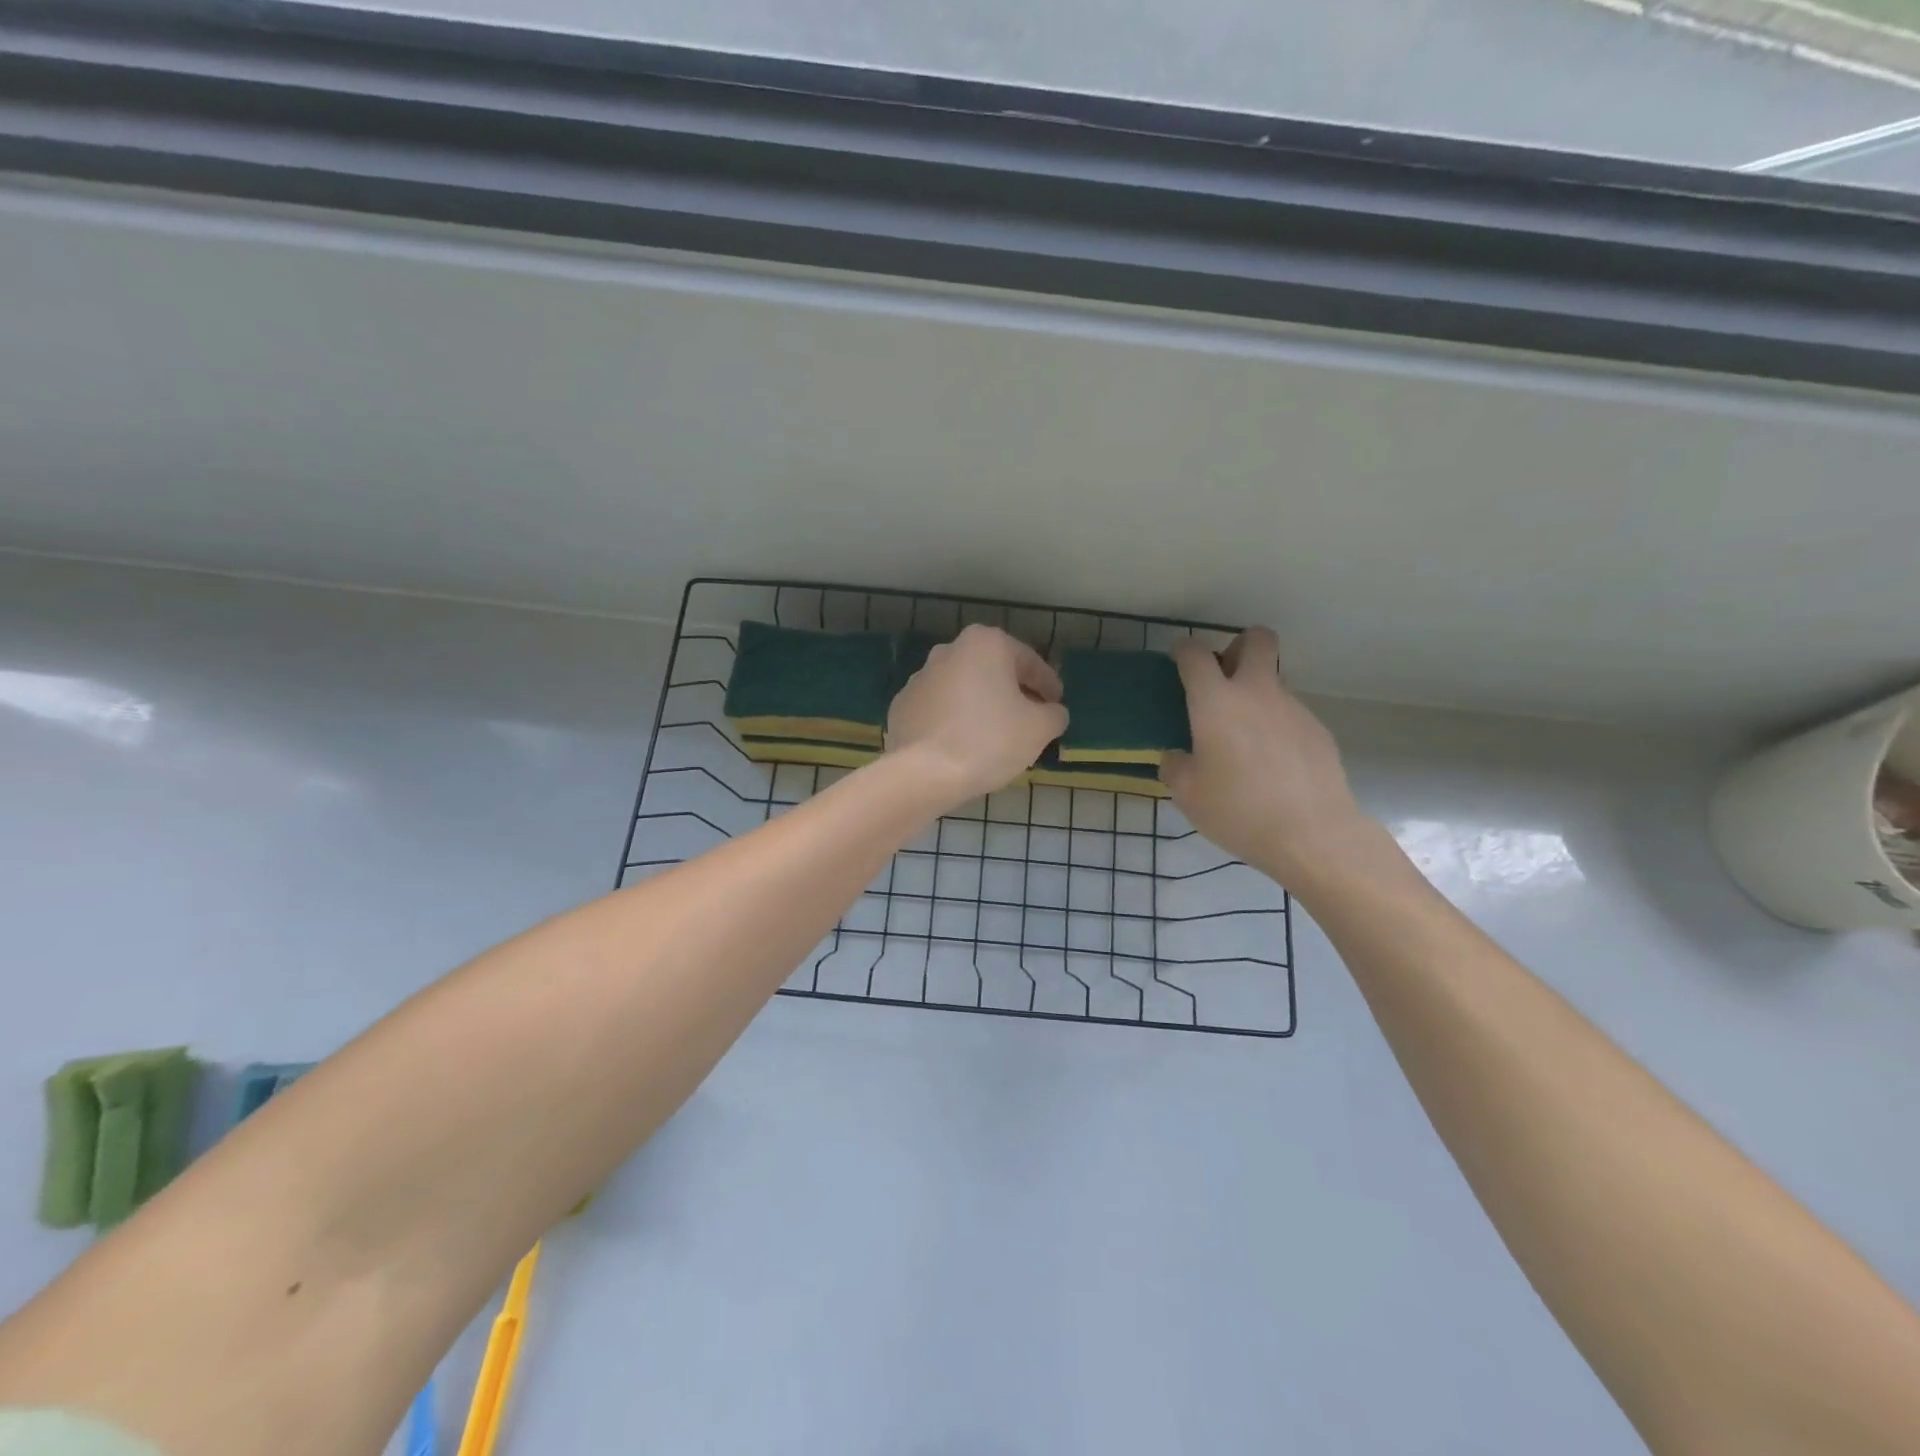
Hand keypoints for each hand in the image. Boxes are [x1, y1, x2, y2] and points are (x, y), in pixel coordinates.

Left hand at [887, 624, 1068, 804]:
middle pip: (993, 672)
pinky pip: (940, 710)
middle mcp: (949, 650)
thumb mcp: (1039, 728)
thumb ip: (1054, 714)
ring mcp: (919, 678)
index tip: (1057, 705)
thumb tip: (1052, 712)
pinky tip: (964, 746)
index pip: (1029, 662)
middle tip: (1030, 719)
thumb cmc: (989, 740)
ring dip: (982, 706)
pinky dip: (955, 722)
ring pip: (964, 690)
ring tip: (997, 736)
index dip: (1048, 685)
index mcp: (985, 644)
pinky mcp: (901, 706)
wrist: (923, 773)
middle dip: (1013, 693)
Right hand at [1161, 627, 1375, 890]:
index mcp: (1216, 702)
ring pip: (1274, 680)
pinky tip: (1272, 764)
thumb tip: (1179, 756)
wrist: (1312, 834)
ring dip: (1256, 693)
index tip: (1178, 661)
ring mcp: (1293, 708)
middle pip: (1256, 639)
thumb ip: (1175, 766)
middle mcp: (1256, 693)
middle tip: (1225, 676)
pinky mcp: (1317, 730)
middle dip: (1239, 645)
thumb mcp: (1187, 794)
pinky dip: (1276, 726)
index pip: (1195, 654)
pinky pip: (1290, 714)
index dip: (1183, 650)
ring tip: (1245, 739)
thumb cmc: (1238, 810)